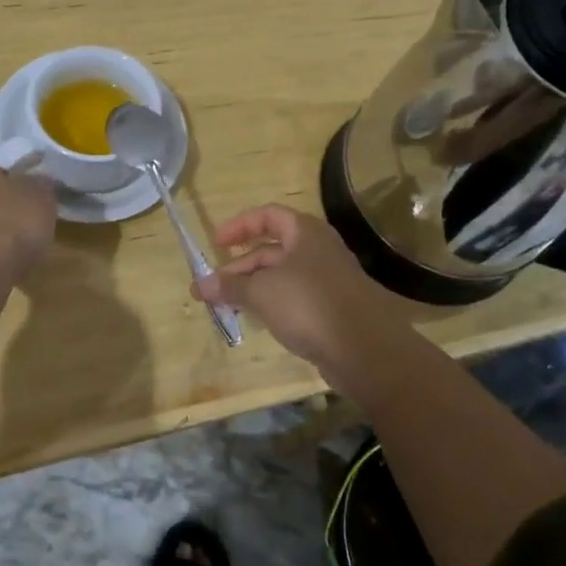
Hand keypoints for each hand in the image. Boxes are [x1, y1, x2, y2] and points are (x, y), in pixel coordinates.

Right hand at [194, 205, 409, 390]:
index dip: (239, 225)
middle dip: (239, 267)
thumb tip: (199, 284)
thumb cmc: (310, 305)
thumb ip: (229, 286)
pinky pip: (294, 298)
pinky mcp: (332, 309)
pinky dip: (272, 304)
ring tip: (226, 306)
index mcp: (305, 232)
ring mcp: (327, 280)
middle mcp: (318, 250)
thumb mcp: (262, 292)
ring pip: (281, 276)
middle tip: (211, 288)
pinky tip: (256, 320)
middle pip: (271, 249)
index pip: (267, 215)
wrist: (366, 350)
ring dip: (252, 288)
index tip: (216, 244)